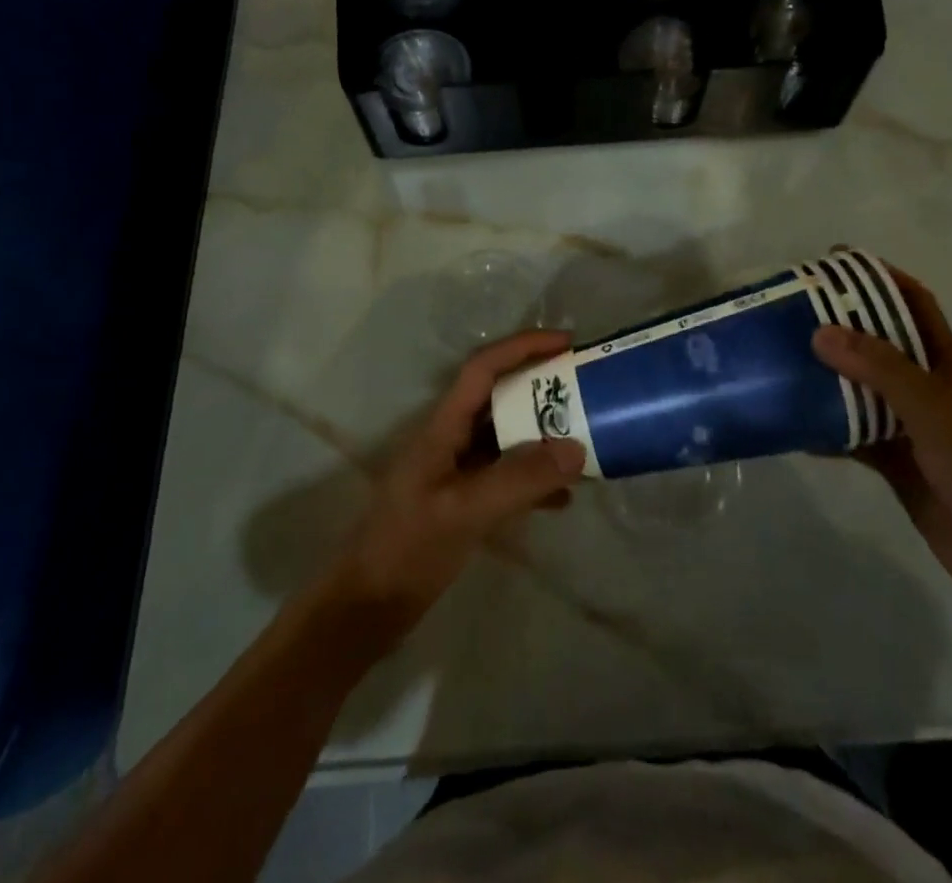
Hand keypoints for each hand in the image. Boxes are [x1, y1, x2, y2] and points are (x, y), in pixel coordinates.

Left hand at [321, 329, 586, 647]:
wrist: (366, 609)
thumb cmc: (407, 550)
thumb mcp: (465, 511)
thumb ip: (519, 480)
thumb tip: (576, 449)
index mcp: (443, 425)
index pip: (484, 368)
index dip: (524, 346)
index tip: (568, 342)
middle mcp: (450, 438)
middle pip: (500, 397)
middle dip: (542, 388)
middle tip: (586, 390)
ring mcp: (456, 470)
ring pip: (506, 437)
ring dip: (543, 435)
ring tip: (585, 440)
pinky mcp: (462, 501)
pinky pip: (506, 476)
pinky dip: (534, 480)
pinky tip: (563, 500)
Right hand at [812, 269, 951, 611]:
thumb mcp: (932, 409)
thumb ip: (880, 368)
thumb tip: (820, 331)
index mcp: (945, 362)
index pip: (912, 302)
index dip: (878, 276)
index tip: (833, 262)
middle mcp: (925, 386)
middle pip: (877, 341)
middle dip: (838, 322)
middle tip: (790, 310)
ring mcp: (909, 424)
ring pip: (859, 387)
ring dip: (826, 374)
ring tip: (780, 358)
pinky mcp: (894, 460)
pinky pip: (851, 433)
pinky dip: (825, 426)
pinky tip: (792, 423)